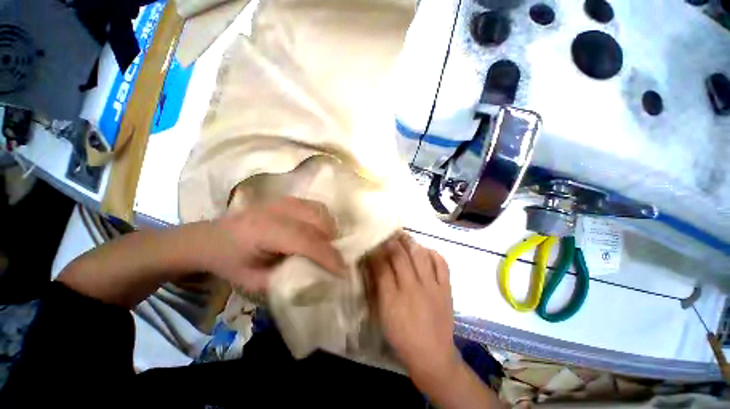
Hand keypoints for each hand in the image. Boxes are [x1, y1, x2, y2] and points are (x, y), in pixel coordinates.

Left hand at [200, 197, 346, 292]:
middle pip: (317, 221)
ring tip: (327, 246)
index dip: (327, 255)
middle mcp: (276, 210)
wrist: (210, 237)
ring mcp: (282, 200)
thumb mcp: (253, 281)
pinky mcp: (286, 199)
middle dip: (332, 242)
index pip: (305, 240)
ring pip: (320, 211)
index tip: (343, 271)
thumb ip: (286, 280)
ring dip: (329, 229)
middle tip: (334, 260)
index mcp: (263, 231)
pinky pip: (315, 207)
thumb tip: (317, 278)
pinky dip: (323, 220)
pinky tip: (318, 232)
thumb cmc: (229, 262)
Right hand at [365, 233, 456, 377]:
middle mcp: (413, 288)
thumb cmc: (402, 336)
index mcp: (393, 298)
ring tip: (403, 236)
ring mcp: (432, 287)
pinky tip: (426, 249)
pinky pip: (442, 264)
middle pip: (400, 257)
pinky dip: (433, 253)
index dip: (376, 252)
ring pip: (420, 256)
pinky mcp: (446, 289)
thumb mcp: (383, 314)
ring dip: (410, 243)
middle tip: (387, 233)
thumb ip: (377, 287)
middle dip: (391, 242)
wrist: (432, 355)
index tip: (372, 243)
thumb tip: (372, 265)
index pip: (382, 266)